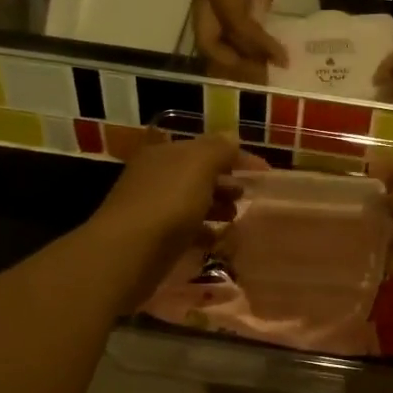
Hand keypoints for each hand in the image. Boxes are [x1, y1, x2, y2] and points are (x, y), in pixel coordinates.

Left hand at [88, 133, 249, 304]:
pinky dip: (203, 232)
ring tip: (236, 218)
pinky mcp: (153, 238)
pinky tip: (218, 241)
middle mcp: (156, 176)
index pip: (207, 147)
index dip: (237, 156)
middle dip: (225, 182)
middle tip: (248, 196)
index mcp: (166, 153)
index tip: (265, 173)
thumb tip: (232, 139)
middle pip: (198, 174)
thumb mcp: (199, 166)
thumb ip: (219, 149)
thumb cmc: (167, 203)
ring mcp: (152, 207)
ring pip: (192, 202)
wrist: (127, 253)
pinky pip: (185, 229)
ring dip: (216, 206)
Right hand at [192, 0, 286, 81]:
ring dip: (233, 55)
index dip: (259, 46)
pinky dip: (234, 40)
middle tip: (262, 73)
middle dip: (234, 63)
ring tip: (260, 64)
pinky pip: (217, 24)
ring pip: (211, 36)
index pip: (236, 25)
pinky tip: (254, 43)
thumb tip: (259, 17)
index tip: (282, 59)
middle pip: (209, 42)